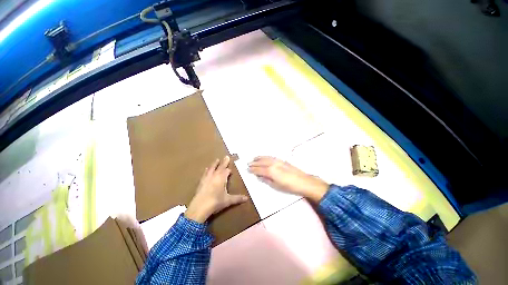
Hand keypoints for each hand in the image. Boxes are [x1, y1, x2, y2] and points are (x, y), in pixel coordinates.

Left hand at [185, 156, 248, 222]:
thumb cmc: (216, 202)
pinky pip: (205, 173)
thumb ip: (237, 198)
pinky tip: (206, 169)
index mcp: (222, 178)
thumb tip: (247, 198)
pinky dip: (207, 170)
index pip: (227, 171)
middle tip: (226, 156)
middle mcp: (215, 175)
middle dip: (224, 162)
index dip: (229, 170)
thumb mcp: (228, 200)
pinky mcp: (201, 182)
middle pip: (220, 167)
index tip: (231, 170)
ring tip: (216, 160)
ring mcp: (207, 178)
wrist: (199, 207)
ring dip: (215, 164)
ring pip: (212, 168)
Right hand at [248, 156, 328, 202]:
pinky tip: (264, 157)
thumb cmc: (289, 186)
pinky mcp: (282, 160)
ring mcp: (277, 161)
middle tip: (248, 163)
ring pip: (266, 158)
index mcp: (270, 171)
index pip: (258, 170)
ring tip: (254, 158)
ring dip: (259, 158)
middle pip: (261, 162)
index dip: (252, 170)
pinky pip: (271, 157)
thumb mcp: (276, 186)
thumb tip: (259, 176)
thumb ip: (266, 180)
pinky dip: (266, 156)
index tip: (247, 169)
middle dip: (254, 163)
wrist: (303, 181)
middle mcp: (273, 164)